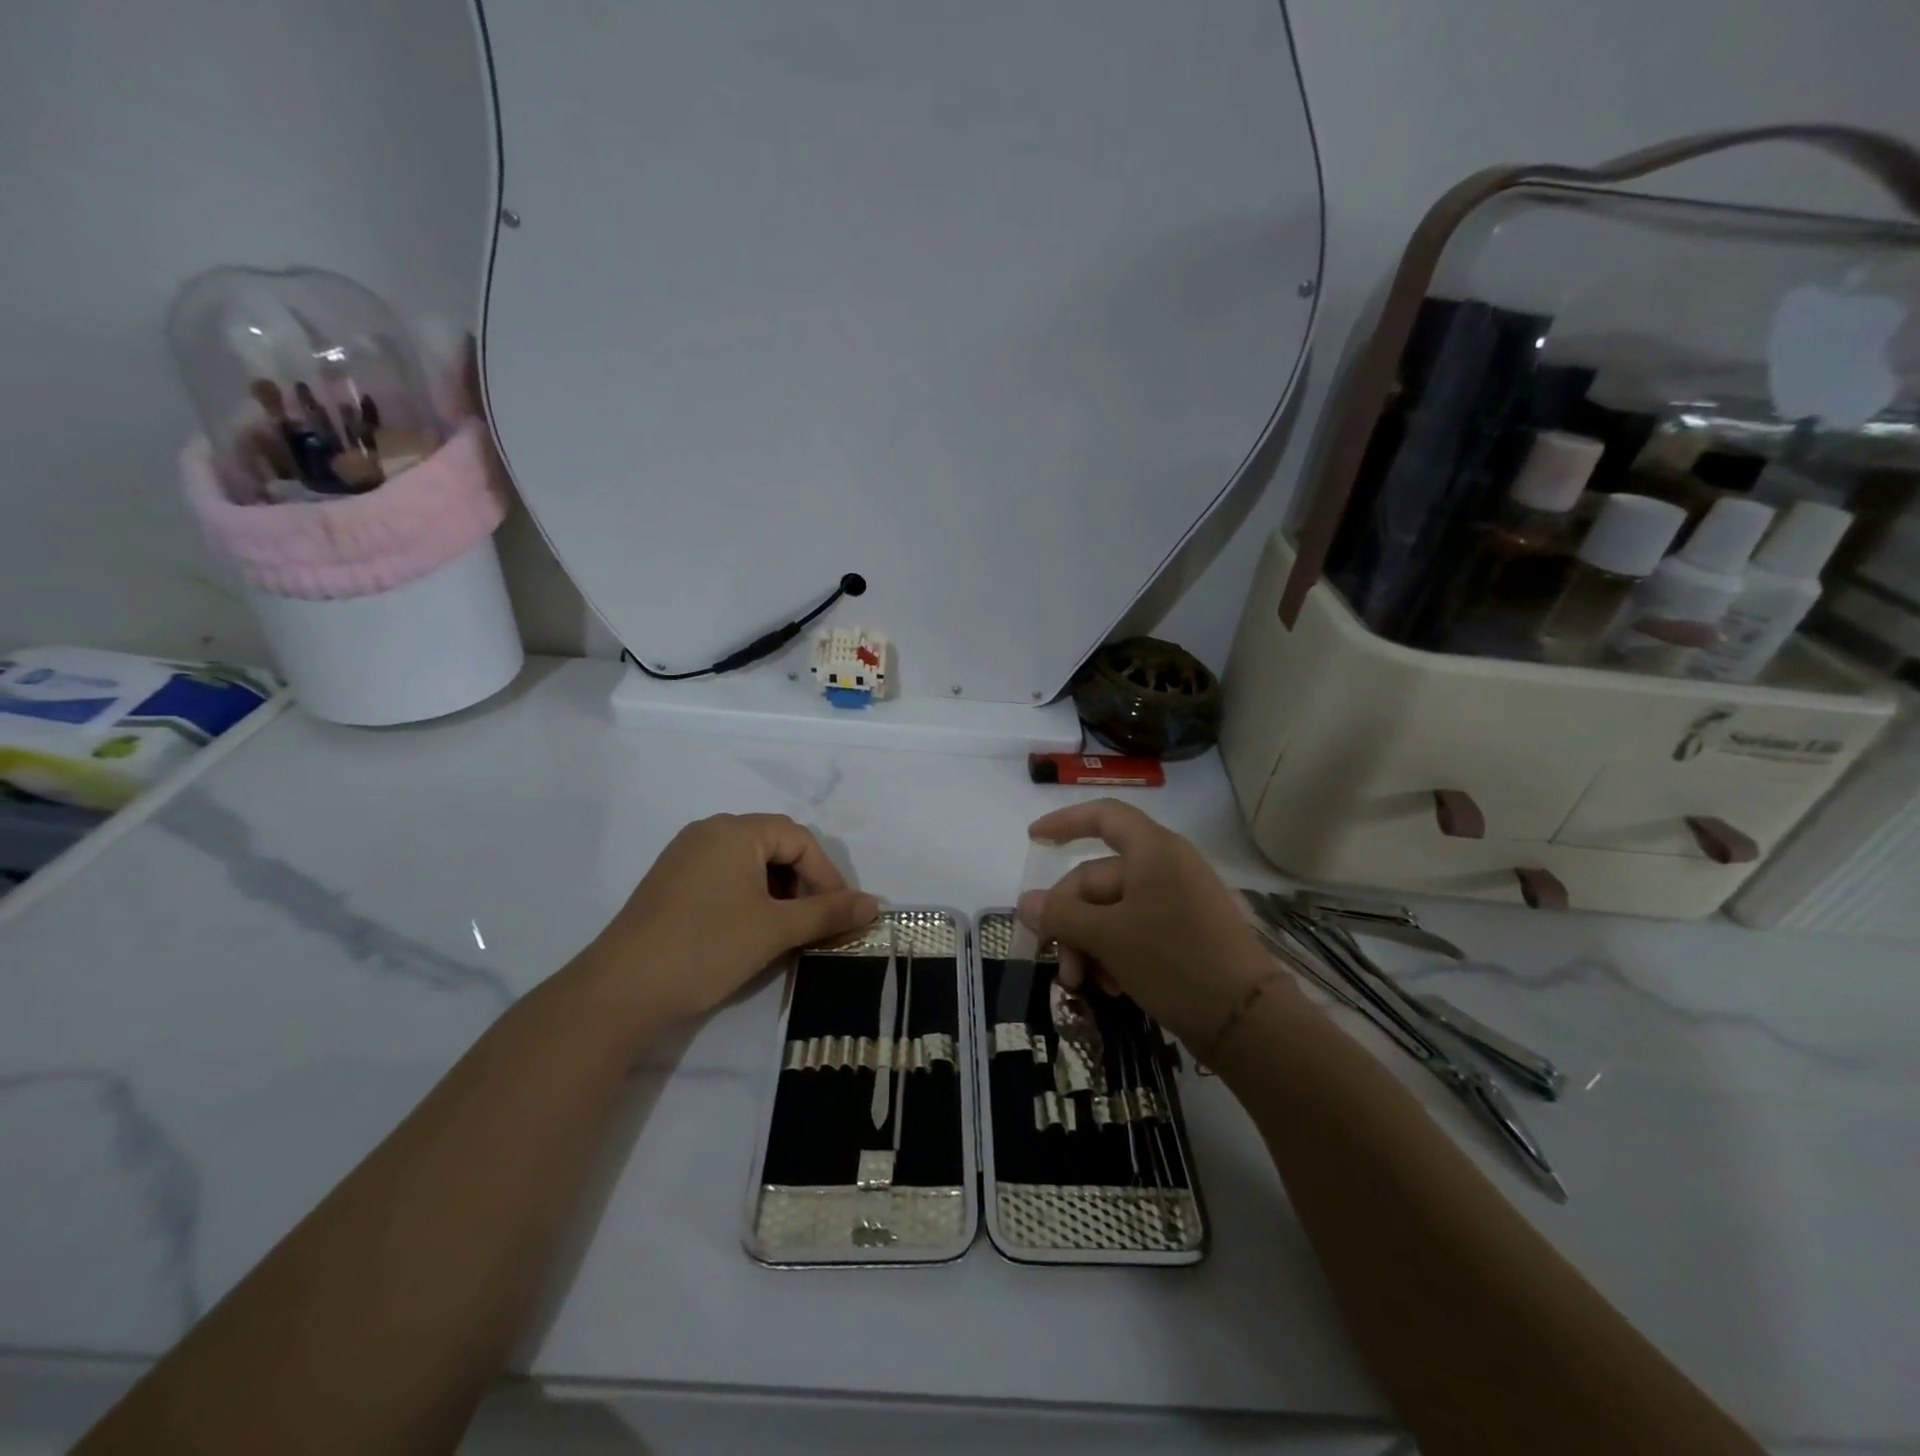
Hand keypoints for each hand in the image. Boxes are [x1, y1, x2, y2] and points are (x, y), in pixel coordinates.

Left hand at [580, 813, 878, 1025]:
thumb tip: (875, 903)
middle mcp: (709, 831)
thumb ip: (828, 912)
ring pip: (751, 864)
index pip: (800, 839)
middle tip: (816, 923)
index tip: (841, 915)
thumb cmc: (707, 947)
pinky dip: (751, 897)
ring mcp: (685, 856)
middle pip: (776, 846)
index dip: (827, 876)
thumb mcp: (776, 929)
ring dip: (779, 892)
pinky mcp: (671, 882)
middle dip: (804, 883)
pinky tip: (753, 931)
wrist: (620, 991)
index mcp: (735, 830)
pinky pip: (726, 877)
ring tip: (788, 930)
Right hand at [1016, 799, 1285, 1051]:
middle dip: (1070, 920)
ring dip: (1089, 943)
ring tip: (1083, 983)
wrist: (1248, 1020)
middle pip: (1099, 878)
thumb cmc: (1173, 960)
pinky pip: (1136, 931)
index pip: (1103, 816)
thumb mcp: (1108, 937)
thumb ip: (1061, 916)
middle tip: (1056, 961)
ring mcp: (1179, 901)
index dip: (1064, 822)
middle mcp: (1166, 867)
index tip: (1032, 839)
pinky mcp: (1186, 934)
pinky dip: (1116, 953)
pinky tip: (1112, 987)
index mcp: (1152, 850)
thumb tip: (1024, 903)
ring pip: (1113, 911)